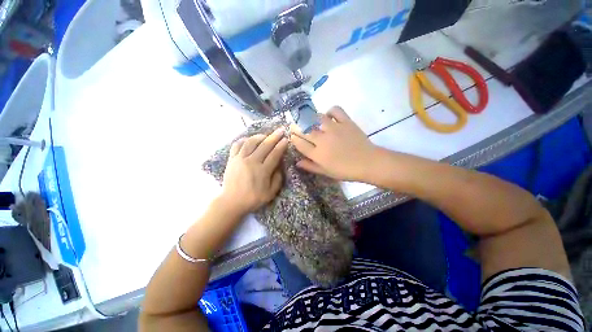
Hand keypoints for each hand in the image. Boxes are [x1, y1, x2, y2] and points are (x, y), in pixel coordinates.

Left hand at [220, 128, 287, 215]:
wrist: (231, 202)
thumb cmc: (253, 198)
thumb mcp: (271, 193)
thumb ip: (277, 179)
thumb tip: (279, 166)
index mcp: (263, 171)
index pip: (275, 154)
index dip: (281, 145)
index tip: (286, 139)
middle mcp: (252, 162)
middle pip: (265, 145)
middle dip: (274, 136)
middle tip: (281, 130)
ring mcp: (240, 159)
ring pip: (251, 142)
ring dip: (260, 136)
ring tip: (266, 135)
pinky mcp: (232, 159)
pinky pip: (237, 145)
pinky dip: (244, 140)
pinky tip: (249, 140)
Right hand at [290, 106, 376, 181]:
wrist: (368, 163)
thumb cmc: (345, 170)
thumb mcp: (326, 172)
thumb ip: (310, 166)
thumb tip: (297, 162)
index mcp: (317, 154)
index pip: (299, 143)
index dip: (293, 138)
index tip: (292, 136)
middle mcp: (322, 139)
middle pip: (304, 129)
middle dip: (296, 127)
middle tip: (295, 125)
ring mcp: (334, 129)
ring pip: (316, 118)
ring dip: (311, 118)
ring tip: (311, 121)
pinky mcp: (345, 122)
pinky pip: (335, 110)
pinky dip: (330, 111)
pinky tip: (329, 116)